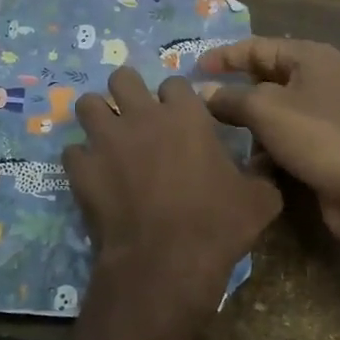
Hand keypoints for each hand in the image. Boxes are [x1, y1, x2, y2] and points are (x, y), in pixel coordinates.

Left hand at [63, 67, 281, 297]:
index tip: (179, 118)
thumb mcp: (260, 199)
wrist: (166, 261)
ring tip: (107, 137)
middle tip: (136, 116)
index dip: (176, 99)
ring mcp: (106, 141)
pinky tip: (93, 176)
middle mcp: (142, 116)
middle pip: (122, 78)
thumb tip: (266, 164)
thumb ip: (261, 173)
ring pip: (87, 105)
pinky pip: (72, 152)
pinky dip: (82, 161)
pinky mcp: (81, 169)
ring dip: (97, 117)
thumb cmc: (217, 224)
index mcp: (185, 115)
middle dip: (127, 92)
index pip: (174, 83)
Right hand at [198, 39, 339, 244]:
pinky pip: (284, 138)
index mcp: (310, 57)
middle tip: (198, 104)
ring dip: (246, 124)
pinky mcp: (323, 146)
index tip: (192, 69)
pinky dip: (264, 147)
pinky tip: (244, 163)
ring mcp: (323, 114)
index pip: (258, 47)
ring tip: (213, 135)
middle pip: (265, 78)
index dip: (224, 56)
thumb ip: (230, 97)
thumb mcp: (266, 109)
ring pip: (273, 112)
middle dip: (233, 91)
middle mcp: (318, 80)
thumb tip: (203, 92)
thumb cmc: (317, 135)